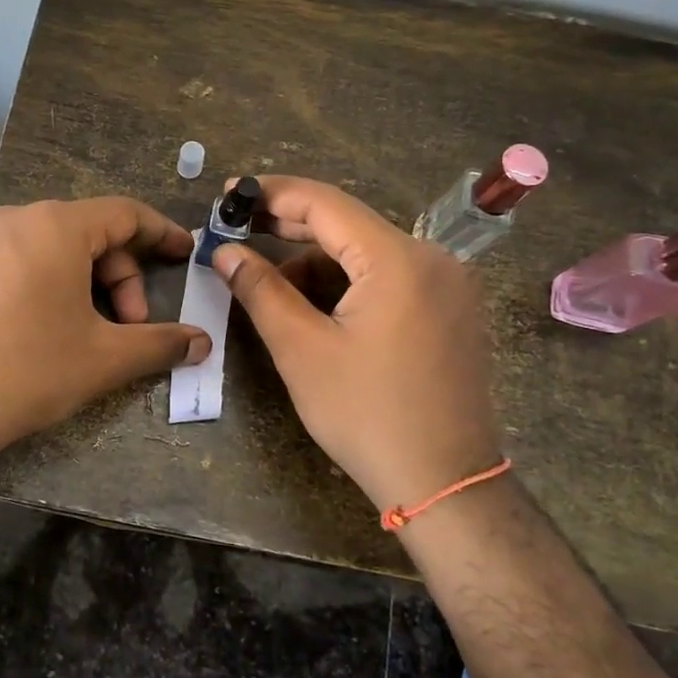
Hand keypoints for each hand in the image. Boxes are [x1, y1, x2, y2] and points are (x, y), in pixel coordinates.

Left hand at [0, 197, 210, 467]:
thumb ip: (160, 344)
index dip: (161, 233)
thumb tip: (202, 343)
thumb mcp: (104, 358)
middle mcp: (13, 220)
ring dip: (79, 283)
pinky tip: (32, 333)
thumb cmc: (28, 370)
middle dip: (119, 277)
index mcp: (56, 227)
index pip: (125, 214)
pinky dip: (37, 287)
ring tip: (82, 331)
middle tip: (129, 325)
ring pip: (46, 250)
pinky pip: (9, 265)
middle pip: (86, 234)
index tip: (183, 253)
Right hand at [212, 176, 501, 514]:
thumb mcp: (302, 350)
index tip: (230, 195)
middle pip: (349, 225)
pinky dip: (349, 284)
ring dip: (318, 263)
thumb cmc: (366, 414)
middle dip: (290, 228)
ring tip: (274, 291)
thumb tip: (225, 252)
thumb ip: (261, 290)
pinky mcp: (452, 311)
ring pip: (368, 254)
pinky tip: (318, 310)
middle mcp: (432, 259)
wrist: (446, 483)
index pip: (325, 204)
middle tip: (239, 232)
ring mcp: (449, 285)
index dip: (272, 195)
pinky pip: (391, 278)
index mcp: (398, 259)